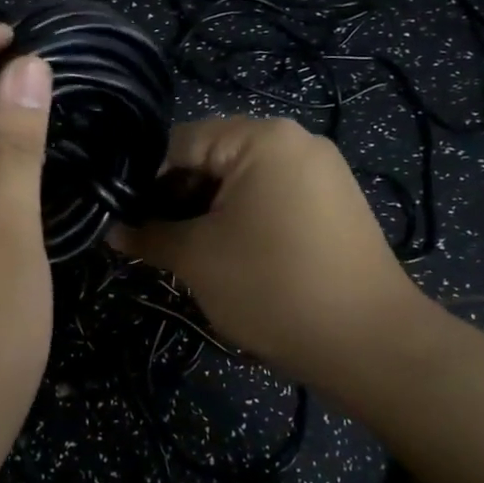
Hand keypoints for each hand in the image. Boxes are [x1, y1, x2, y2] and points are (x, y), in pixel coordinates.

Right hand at [108, 117, 439, 397]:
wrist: (371, 344)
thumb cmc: (273, 288)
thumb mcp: (197, 260)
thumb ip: (149, 235)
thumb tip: (112, 229)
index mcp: (261, 138)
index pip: (179, 143)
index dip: (144, 181)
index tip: (125, 218)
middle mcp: (295, 140)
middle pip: (212, 157)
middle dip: (178, 197)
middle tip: (154, 240)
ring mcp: (321, 170)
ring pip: (241, 179)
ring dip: (208, 211)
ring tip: (189, 252)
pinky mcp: (334, 201)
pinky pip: (272, 195)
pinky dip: (243, 218)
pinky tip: (231, 254)